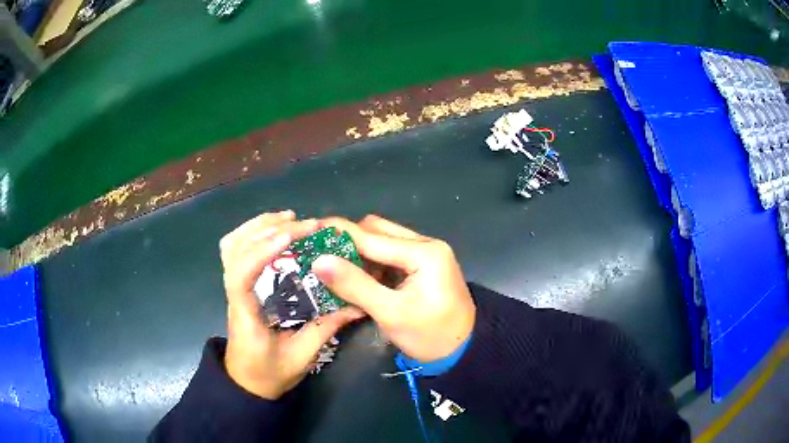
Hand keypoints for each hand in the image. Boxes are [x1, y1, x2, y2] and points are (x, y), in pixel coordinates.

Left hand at [219, 210, 363, 399]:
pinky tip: (275, 230)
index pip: (241, 276)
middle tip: (303, 225)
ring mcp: (233, 288)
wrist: (246, 383)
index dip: (261, 252)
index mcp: (245, 314)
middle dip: (267, 229)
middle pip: (234, 250)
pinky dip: (252, 232)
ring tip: (289, 218)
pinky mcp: (239, 285)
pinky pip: (236, 250)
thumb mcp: (302, 356)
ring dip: (258, 225)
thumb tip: (357, 305)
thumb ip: (325, 328)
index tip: (290, 237)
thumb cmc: (269, 374)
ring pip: (232, 245)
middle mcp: (234, 295)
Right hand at [312, 215, 475, 362]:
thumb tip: (319, 261)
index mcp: (424, 252)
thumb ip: (355, 285)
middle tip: (319, 254)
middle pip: (378, 231)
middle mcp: (426, 244)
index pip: (372, 236)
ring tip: (333, 266)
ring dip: (358, 252)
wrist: (462, 351)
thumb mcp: (391, 313)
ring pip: (382, 241)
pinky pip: (389, 255)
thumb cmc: (430, 336)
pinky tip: (355, 277)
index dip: (338, 233)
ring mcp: (425, 254)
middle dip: (348, 241)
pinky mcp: (421, 266)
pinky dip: (370, 263)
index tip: (309, 230)